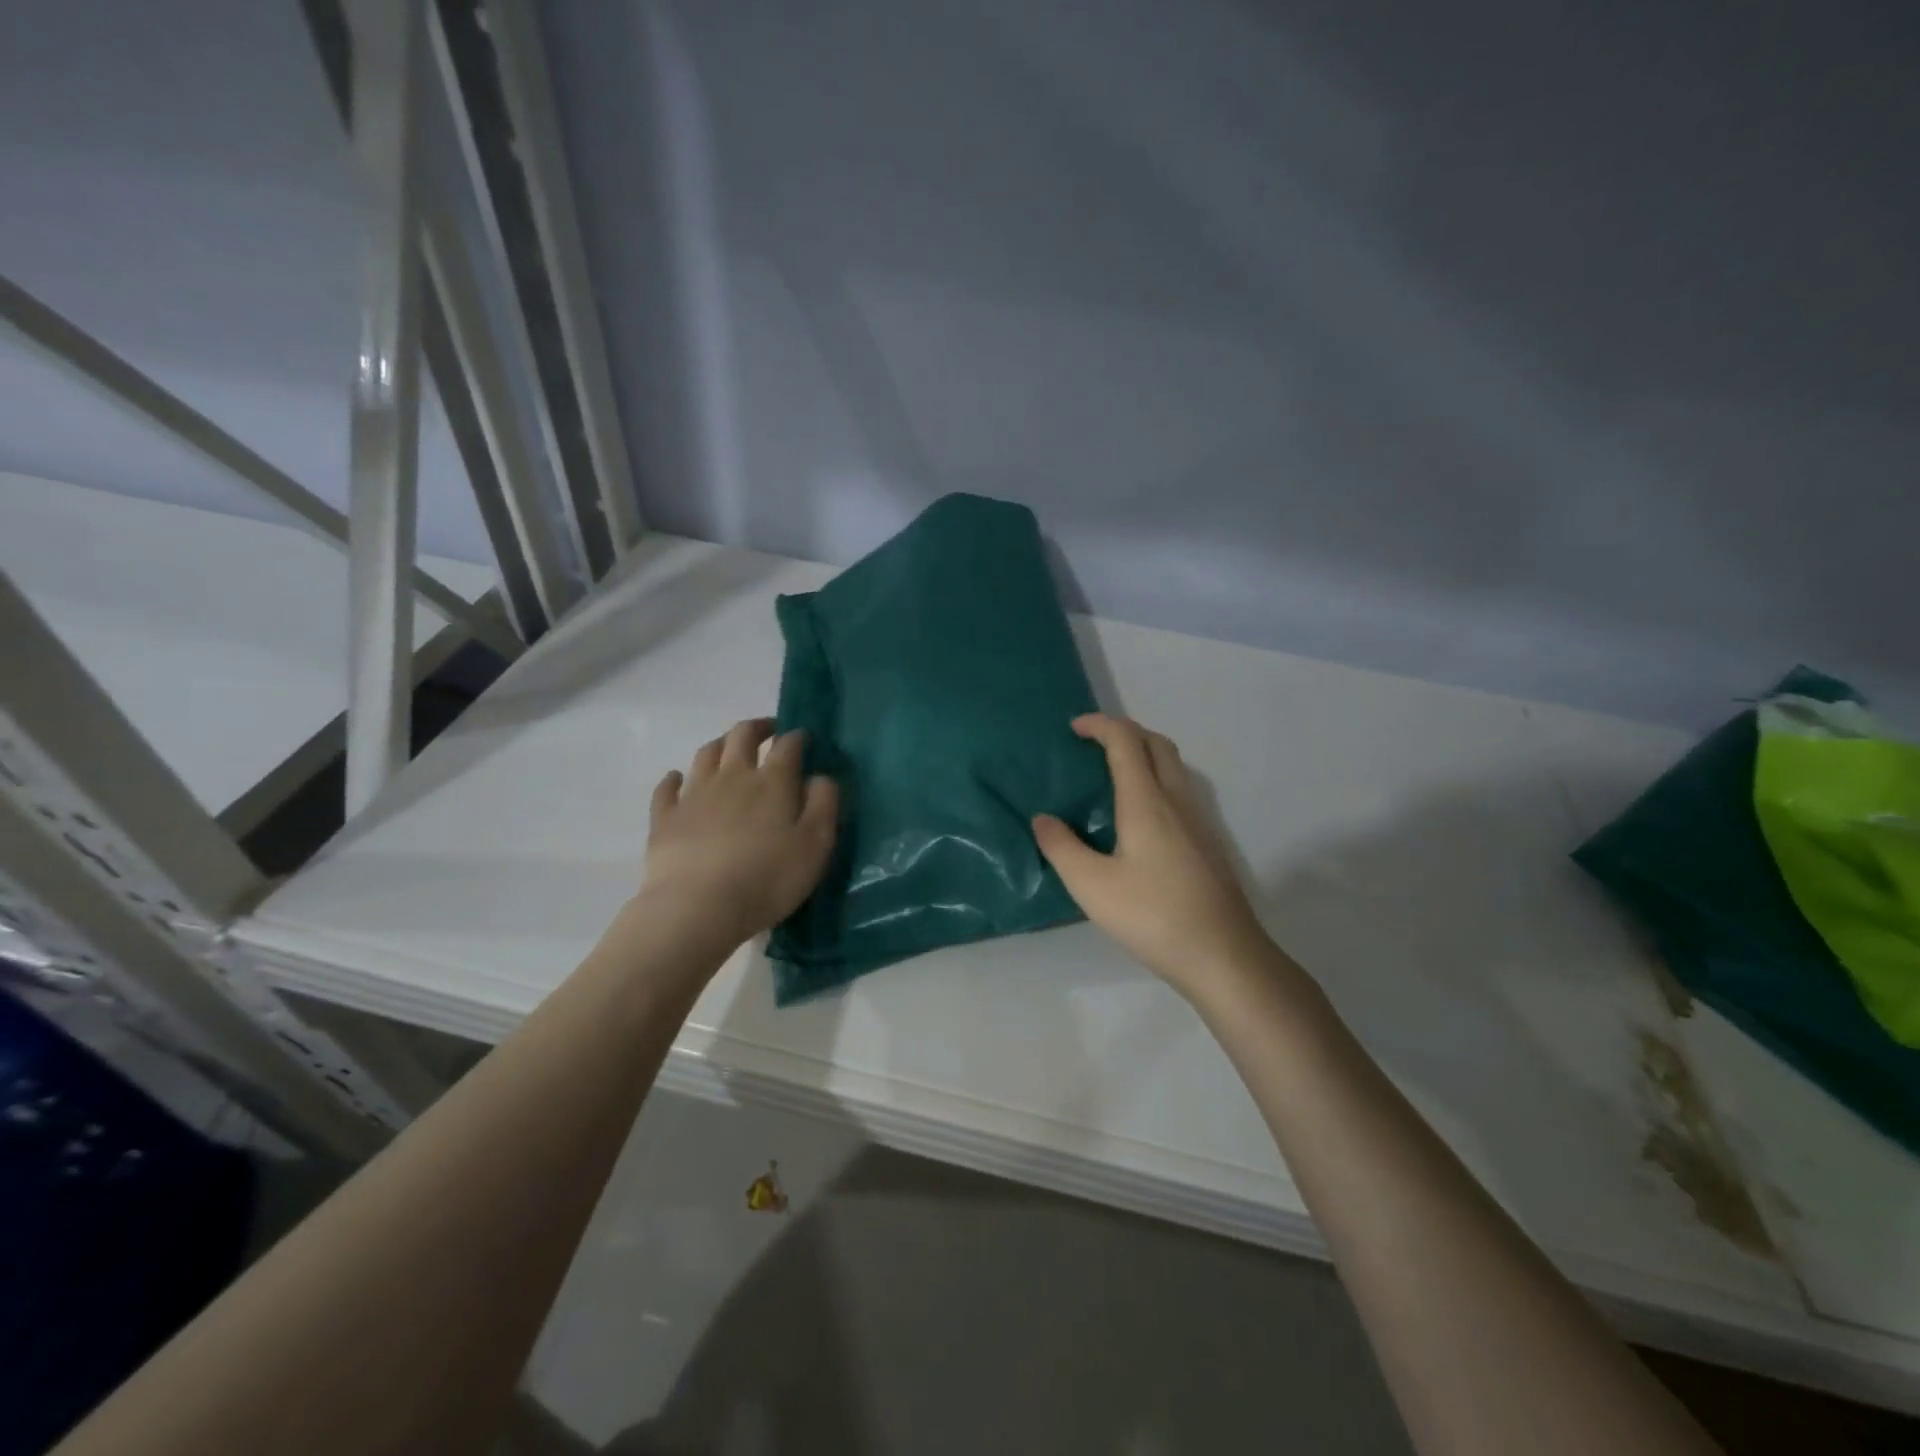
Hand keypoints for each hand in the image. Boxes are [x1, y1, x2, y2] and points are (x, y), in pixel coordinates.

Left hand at [640, 718, 838, 950]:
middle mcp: (732, 777)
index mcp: (772, 782)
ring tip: (729, 749)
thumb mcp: (815, 845)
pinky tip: (678, 779)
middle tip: (768, 730)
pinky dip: (674, 779)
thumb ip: (823, 805)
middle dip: (757, 727)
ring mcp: (694, 795)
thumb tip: (821, 777)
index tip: (804, 738)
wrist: (698, 907)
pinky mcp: (665, 818)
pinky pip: (667, 788)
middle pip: (741, 737)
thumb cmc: (767, 878)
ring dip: (720, 745)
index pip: (788, 746)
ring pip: (706, 754)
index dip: (797, 737)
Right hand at [1033, 714, 1274, 997]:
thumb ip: (1061, 847)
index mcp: (1147, 801)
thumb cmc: (1152, 915)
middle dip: (1124, 731)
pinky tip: (1138, 816)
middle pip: (1156, 743)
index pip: (1125, 741)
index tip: (1074, 729)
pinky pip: (1180, 790)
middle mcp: (1177, 800)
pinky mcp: (1207, 842)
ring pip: (1173, 766)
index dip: (1099, 725)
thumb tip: (1042, 819)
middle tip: (1094, 745)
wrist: (1222, 954)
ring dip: (1143, 754)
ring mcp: (1198, 820)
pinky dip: (1156, 779)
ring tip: (1112, 775)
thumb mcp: (1091, 885)